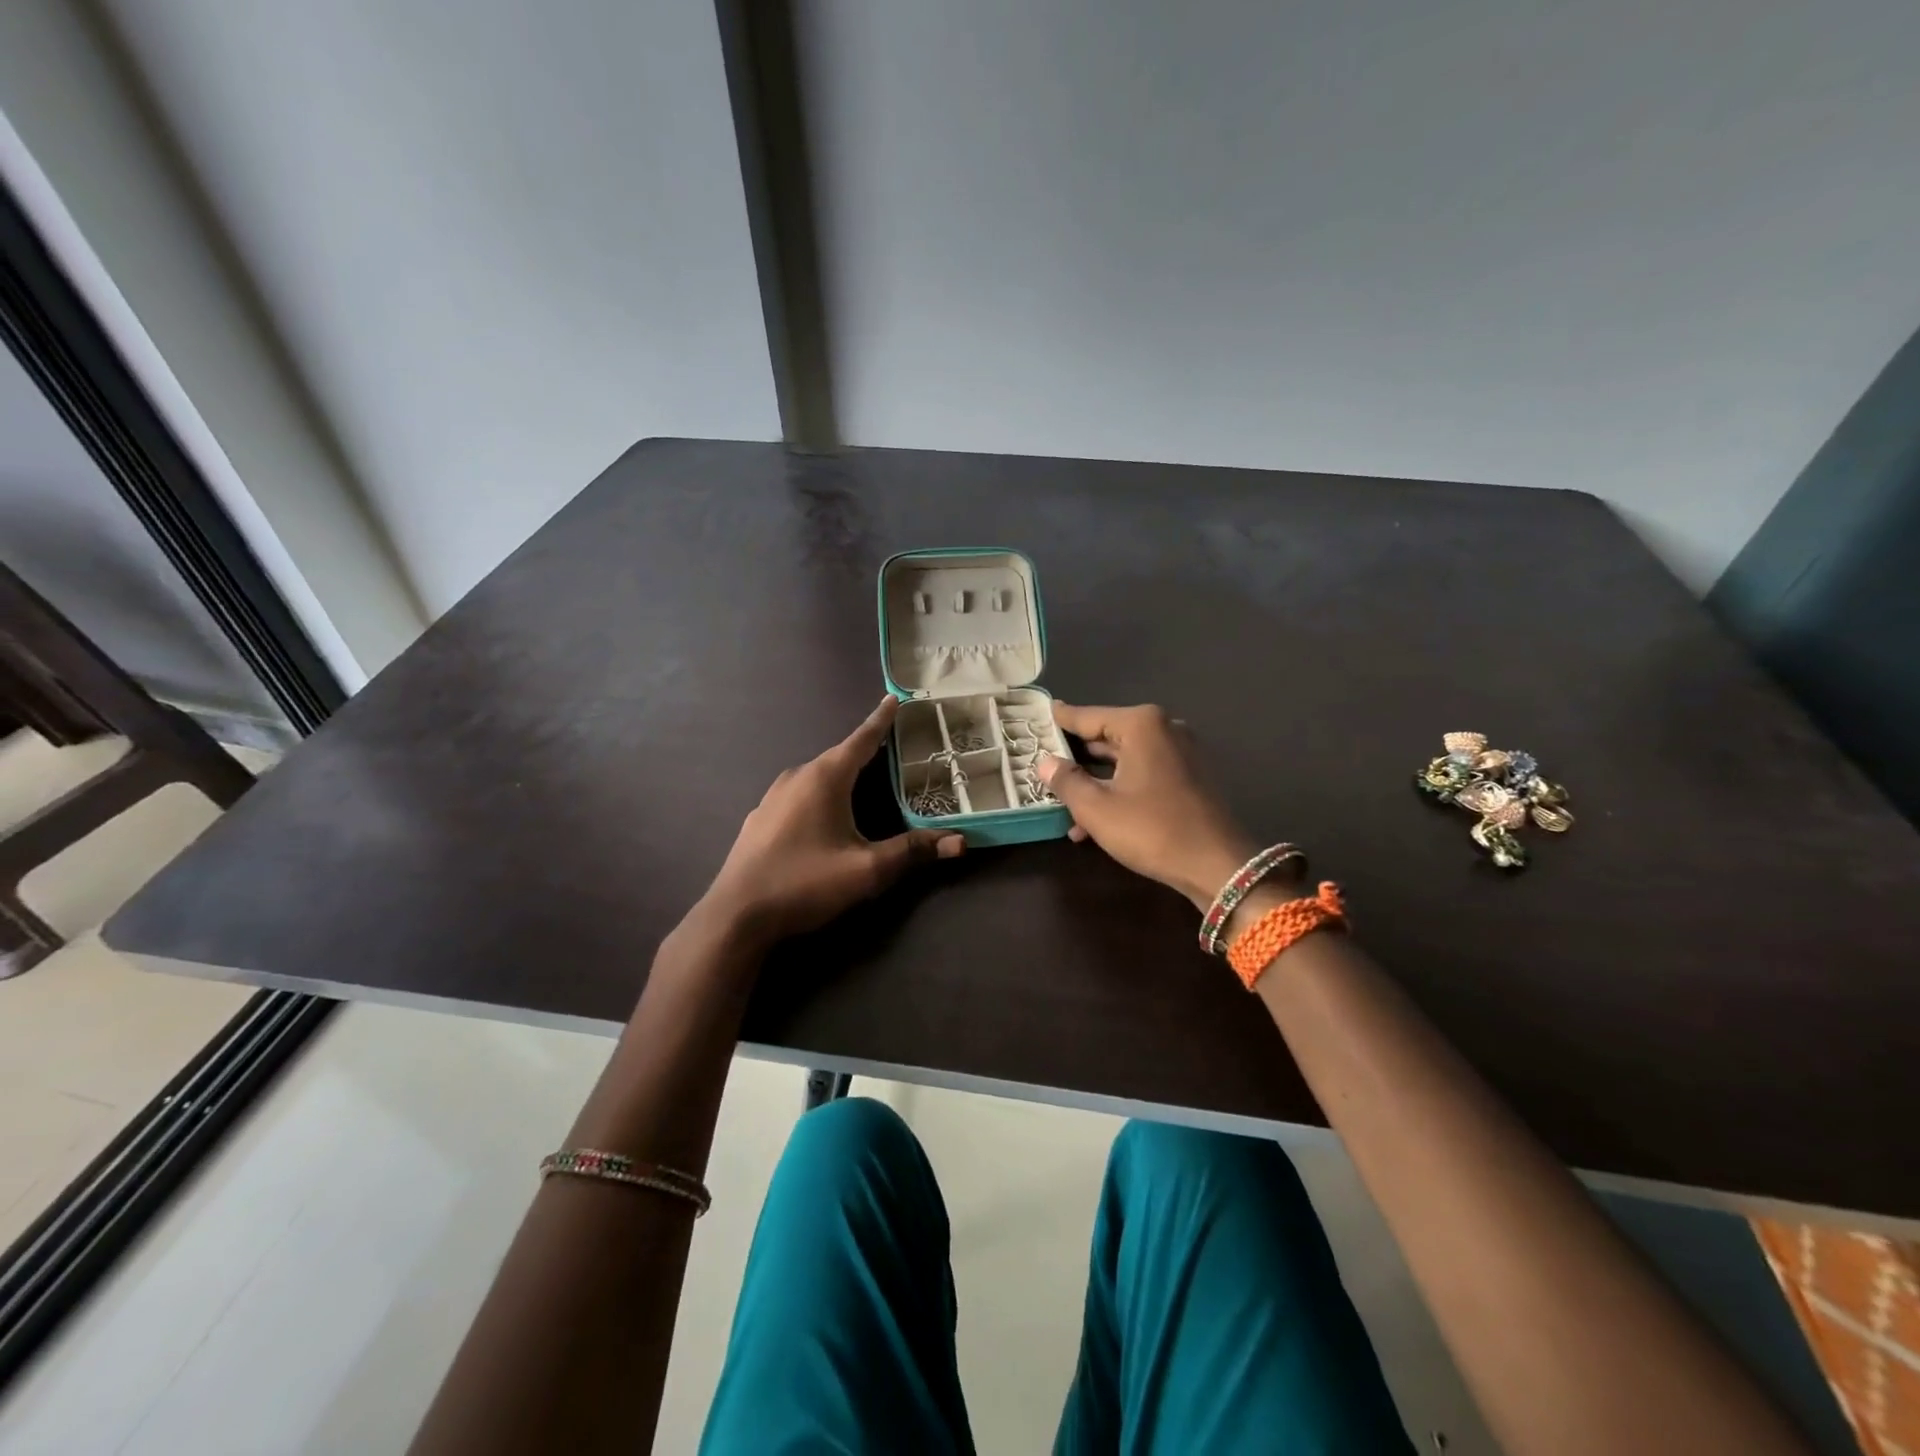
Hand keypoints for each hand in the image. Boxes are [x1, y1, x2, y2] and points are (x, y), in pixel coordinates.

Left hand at [703, 697, 964, 946]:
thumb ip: (912, 851)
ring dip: (841, 774)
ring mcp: (773, 797)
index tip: (893, 698)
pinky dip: (819, 793)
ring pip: (816, 775)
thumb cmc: (805, 882)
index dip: (880, 720)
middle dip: (866, 750)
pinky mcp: (760, 818)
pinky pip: (798, 793)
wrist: (736, 915)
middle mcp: (797, 777)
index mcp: (825, 778)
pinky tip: (824, 815)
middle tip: (894, 747)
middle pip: (839, 756)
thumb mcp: (867, 869)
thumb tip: (960, 842)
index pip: (861, 739)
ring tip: (864, 780)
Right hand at [1036, 703, 1262, 909]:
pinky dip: (1119, 789)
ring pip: (1124, 759)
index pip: (1087, 717)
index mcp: (1141, 725)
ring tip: (1061, 801)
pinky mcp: (1189, 775)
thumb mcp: (1097, 808)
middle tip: (1042, 759)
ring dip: (1094, 780)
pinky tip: (1094, 820)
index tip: (1041, 711)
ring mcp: (1180, 752)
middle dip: (1075, 756)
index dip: (1060, 719)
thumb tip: (1044, 762)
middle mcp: (1163, 729)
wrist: (1219, 865)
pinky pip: (1143, 773)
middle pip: (1106, 736)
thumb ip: (1066, 781)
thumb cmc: (1152, 830)